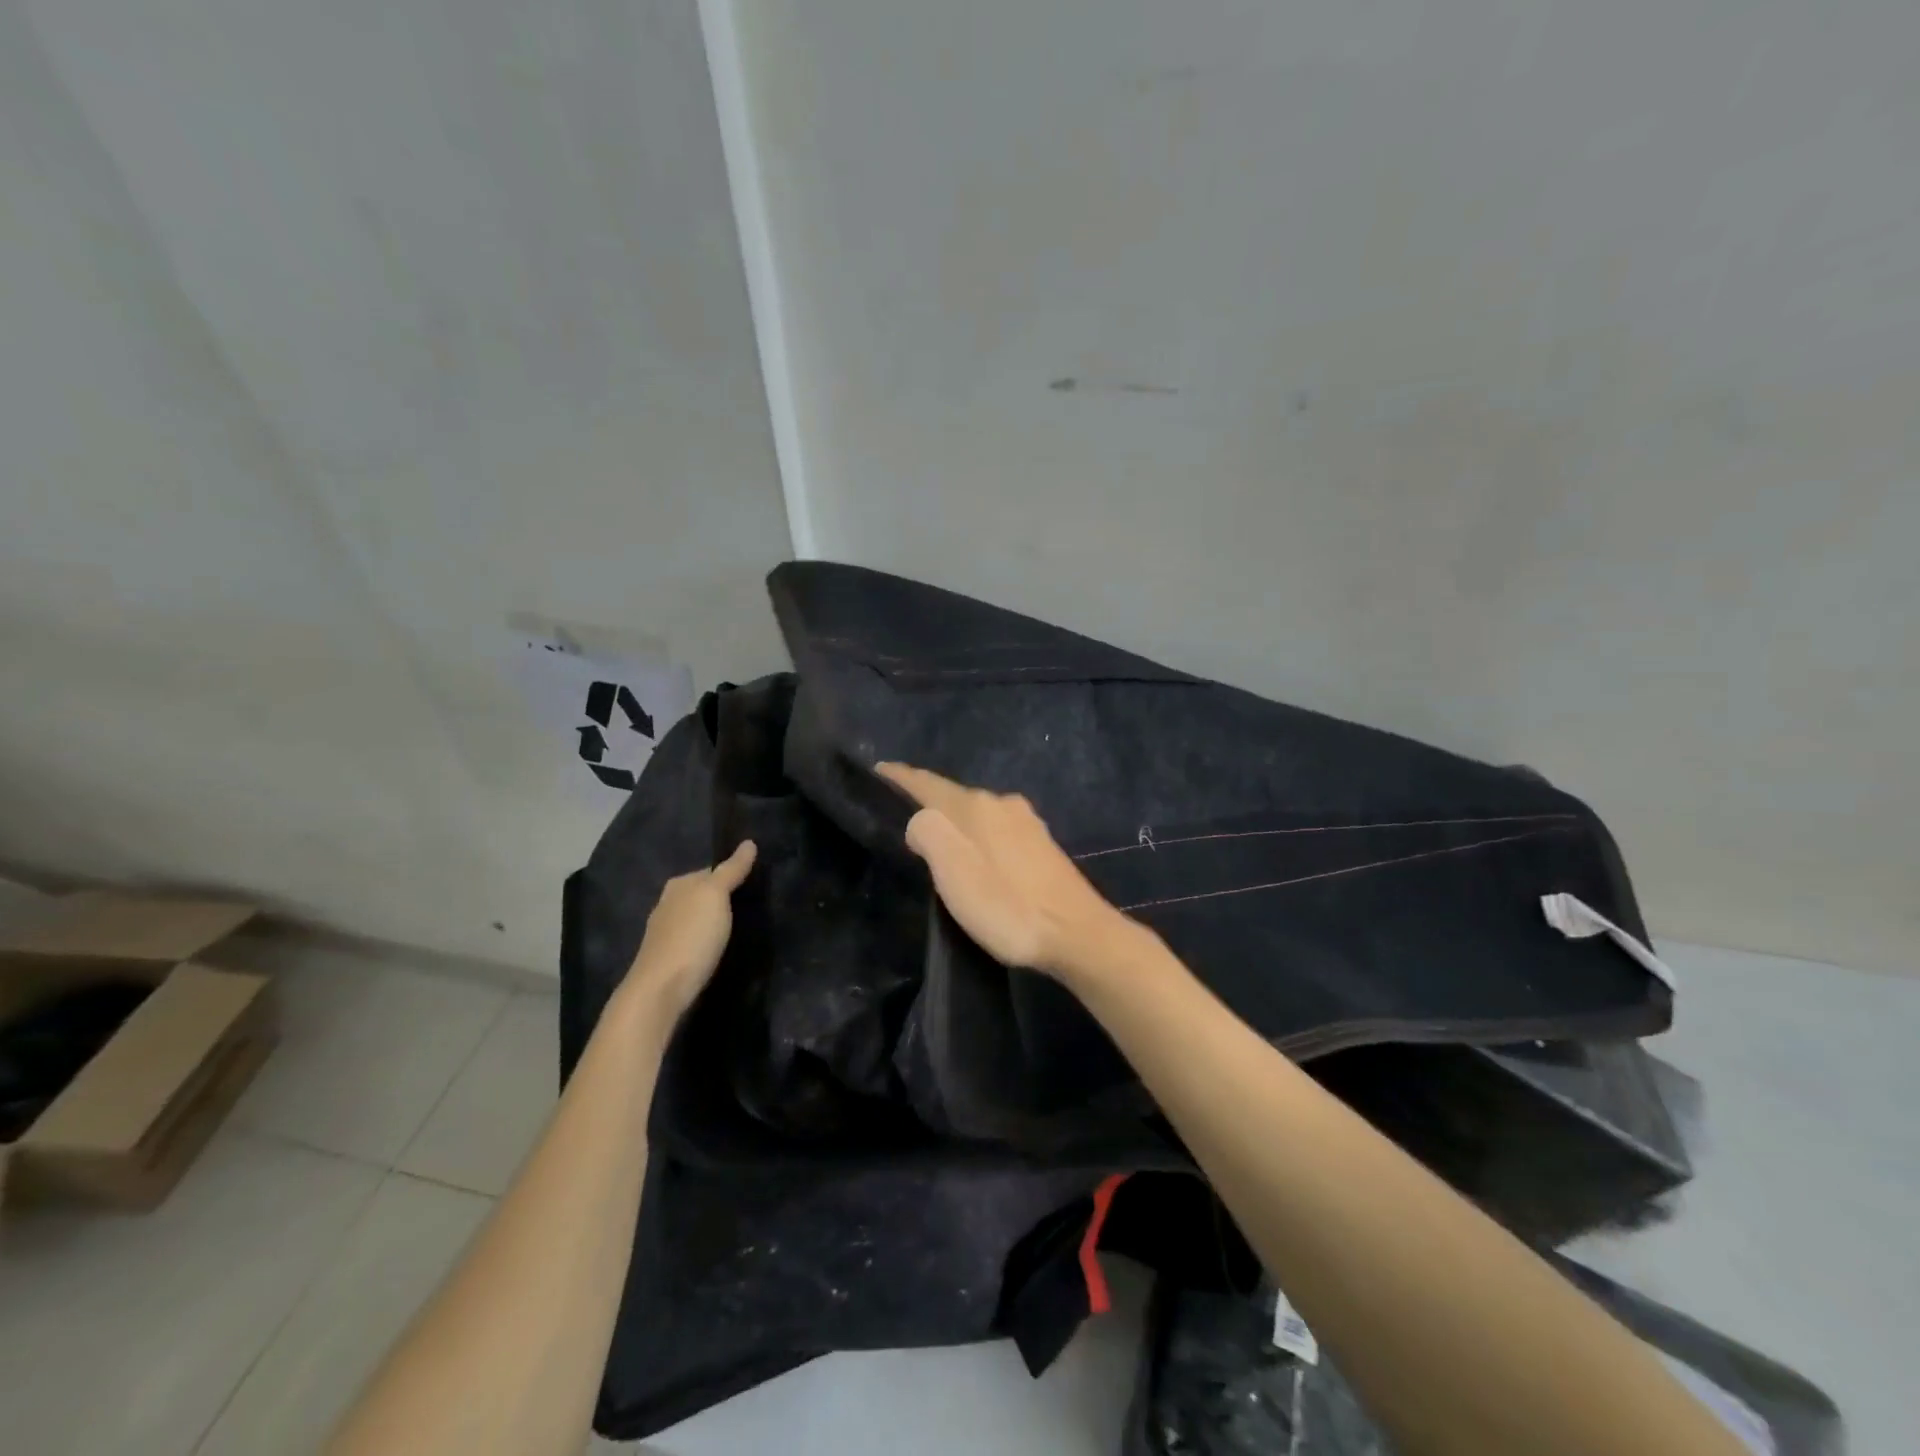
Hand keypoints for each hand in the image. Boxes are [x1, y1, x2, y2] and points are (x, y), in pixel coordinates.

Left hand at [623, 841, 756, 1021]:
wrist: (661, 989)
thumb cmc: (692, 936)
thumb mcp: (716, 896)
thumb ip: (731, 870)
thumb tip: (749, 842)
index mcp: (679, 884)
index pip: (710, 871)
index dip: (731, 875)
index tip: (753, 884)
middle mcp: (668, 903)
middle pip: (701, 894)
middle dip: (721, 898)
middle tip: (750, 906)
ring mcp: (664, 932)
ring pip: (695, 917)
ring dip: (712, 921)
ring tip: (737, 928)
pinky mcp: (667, 958)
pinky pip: (692, 939)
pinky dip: (704, 940)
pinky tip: (715, 948)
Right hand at [877, 763, 1127, 980]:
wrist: (1076, 933)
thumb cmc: (1006, 905)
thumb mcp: (952, 871)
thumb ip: (928, 834)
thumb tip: (920, 823)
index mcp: (975, 805)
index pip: (927, 783)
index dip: (899, 776)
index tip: (877, 770)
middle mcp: (1001, 803)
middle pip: (953, 797)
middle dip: (927, 802)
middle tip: (899, 816)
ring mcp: (1026, 822)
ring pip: (977, 813)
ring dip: (955, 822)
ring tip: (935, 839)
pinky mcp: (1042, 844)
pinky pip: (996, 829)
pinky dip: (977, 836)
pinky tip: (977, 855)